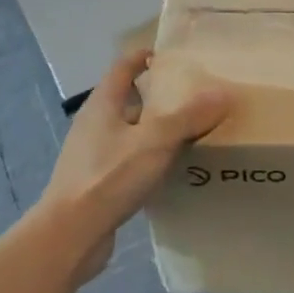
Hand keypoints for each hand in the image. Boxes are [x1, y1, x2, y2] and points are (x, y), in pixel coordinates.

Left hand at [39, 50, 231, 280]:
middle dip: (159, 96)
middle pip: (128, 99)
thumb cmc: (109, 177)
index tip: (175, 57)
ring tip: (192, 133)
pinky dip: (150, 159)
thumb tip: (223, 93)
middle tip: (195, 97)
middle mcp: (94, 124)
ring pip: (130, 133)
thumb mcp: (156, 141)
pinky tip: (172, 170)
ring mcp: (93, 155)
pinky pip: (129, 161)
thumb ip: (190, 116)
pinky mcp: (97, 183)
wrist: (70, 235)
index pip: (123, 66)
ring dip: (156, 130)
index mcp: (103, 104)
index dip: (146, 57)